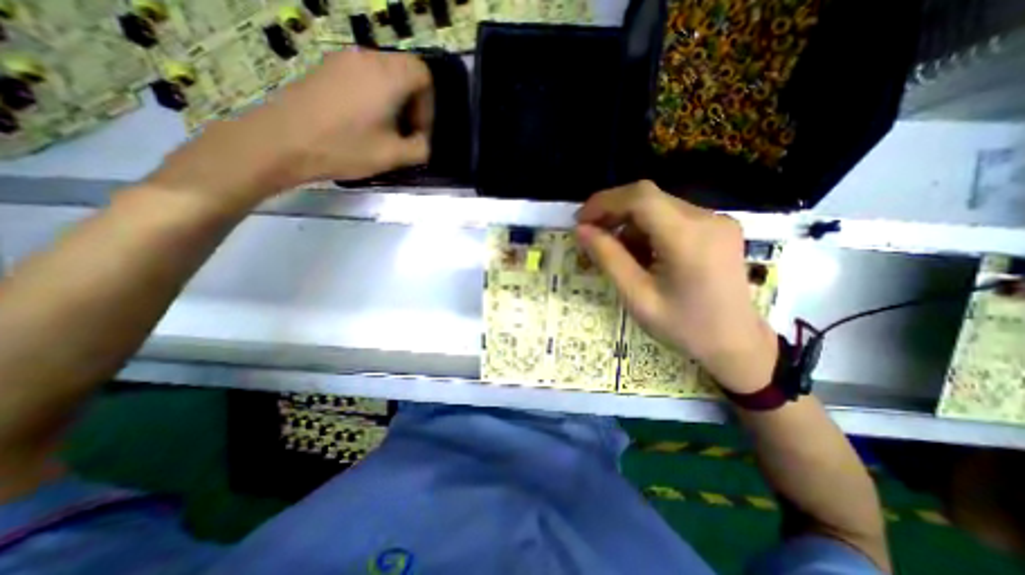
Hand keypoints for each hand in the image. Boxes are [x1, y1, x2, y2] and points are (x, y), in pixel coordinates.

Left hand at [147, 48, 428, 208]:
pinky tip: (362, 122)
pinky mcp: (326, 69)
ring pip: (384, 74)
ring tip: (385, 130)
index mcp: (388, 76)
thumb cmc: (345, 148)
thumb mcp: (393, 156)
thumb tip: (422, 142)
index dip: (428, 106)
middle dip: (412, 103)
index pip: (423, 75)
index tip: (419, 132)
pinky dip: (373, 96)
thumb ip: (421, 148)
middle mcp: (367, 58)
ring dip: (393, 100)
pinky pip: (363, 76)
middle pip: (404, 71)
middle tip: (405, 133)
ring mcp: (342, 60)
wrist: (282, 141)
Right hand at [575, 180, 777, 395]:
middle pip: (648, 197)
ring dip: (630, 223)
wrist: (736, 343)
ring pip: (658, 205)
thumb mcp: (637, 297)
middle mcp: (707, 219)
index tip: (580, 221)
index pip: (640, 198)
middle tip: (592, 235)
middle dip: (613, 212)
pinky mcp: (718, 226)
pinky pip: (672, 216)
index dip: (604, 202)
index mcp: (688, 238)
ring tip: (621, 254)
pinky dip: (648, 228)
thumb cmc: (683, 327)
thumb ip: (608, 259)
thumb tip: (581, 230)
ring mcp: (716, 220)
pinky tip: (644, 254)